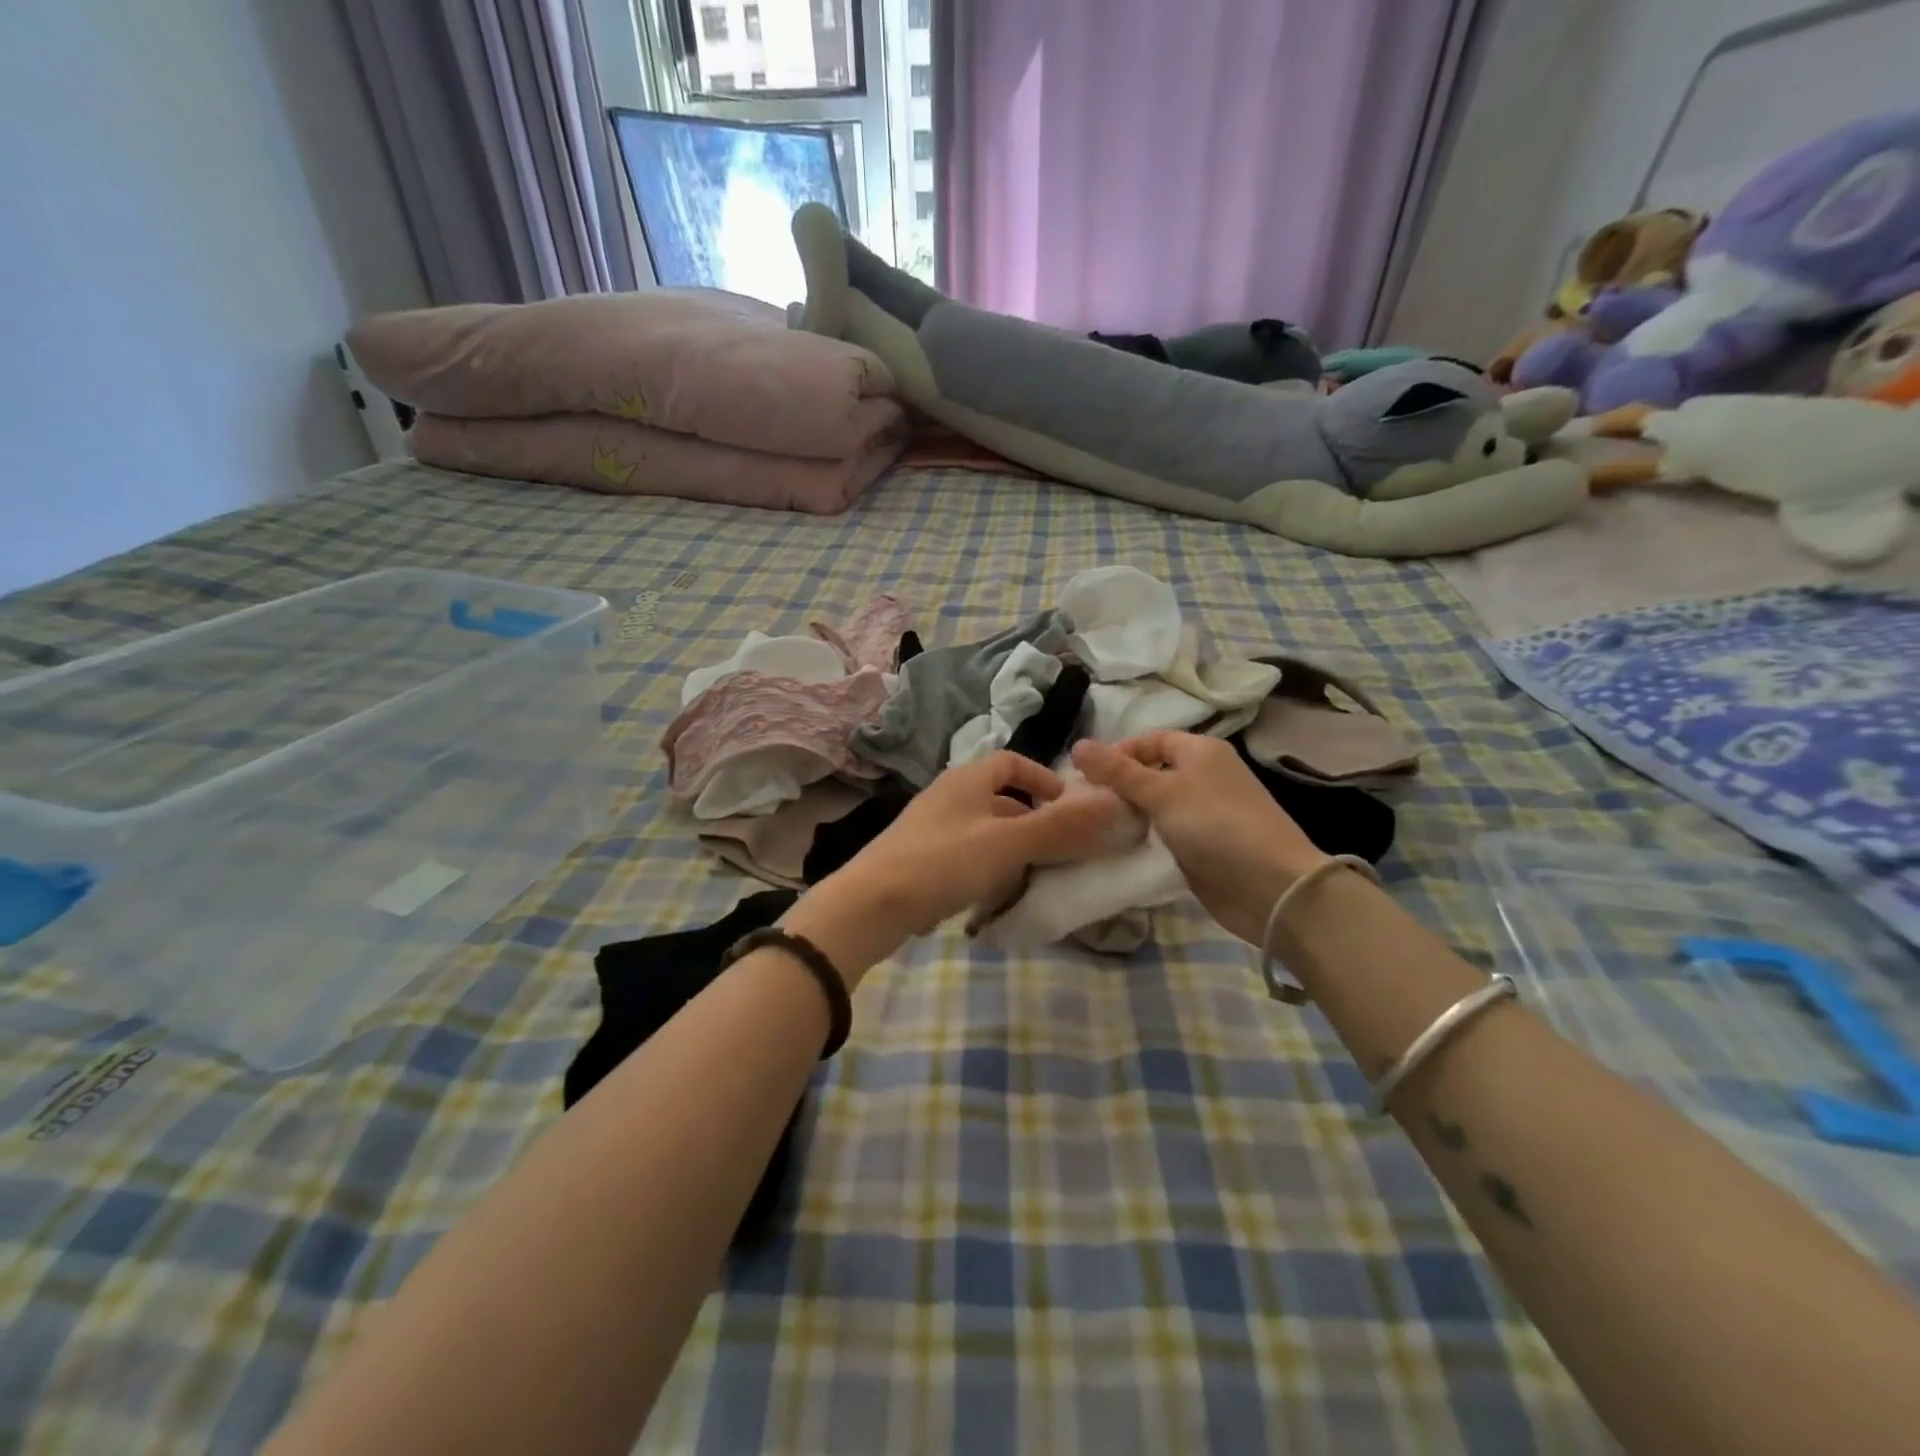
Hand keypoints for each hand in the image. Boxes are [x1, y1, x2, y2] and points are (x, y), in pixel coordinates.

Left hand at [784, 752, 1117, 977]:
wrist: (871, 904)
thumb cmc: (943, 862)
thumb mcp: (1008, 843)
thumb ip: (1060, 826)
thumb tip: (1112, 803)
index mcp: (967, 779)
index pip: (1011, 762)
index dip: (1042, 778)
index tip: (1066, 806)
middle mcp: (947, 795)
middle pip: (998, 796)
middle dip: (1031, 817)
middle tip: (1058, 846)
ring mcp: (930, 827)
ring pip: (982, 827)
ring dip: (1011, 844)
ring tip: (1033, 872)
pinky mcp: (919, 858)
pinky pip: (965, 851)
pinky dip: (987, 864)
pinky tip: (995, 892)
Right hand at [1073, 733, 1325, 944]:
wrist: (1271, 887)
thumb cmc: (1216, 825)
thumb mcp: (1162, 793)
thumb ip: (1118, 771)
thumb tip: (1077, 745)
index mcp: (1201, 751)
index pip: (1151, 740)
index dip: (1119, 753)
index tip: (1086, 776)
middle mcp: (1204, 776)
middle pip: (1151, 773)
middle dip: (1119, 786)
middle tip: (1084, 804)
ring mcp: (1204, 814)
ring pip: (1156, 806)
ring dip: (1129, 815)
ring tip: (1093, 826)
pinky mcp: (1202, 846)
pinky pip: (1164, 834)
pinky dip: (1144, 838)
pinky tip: (1118, 848)